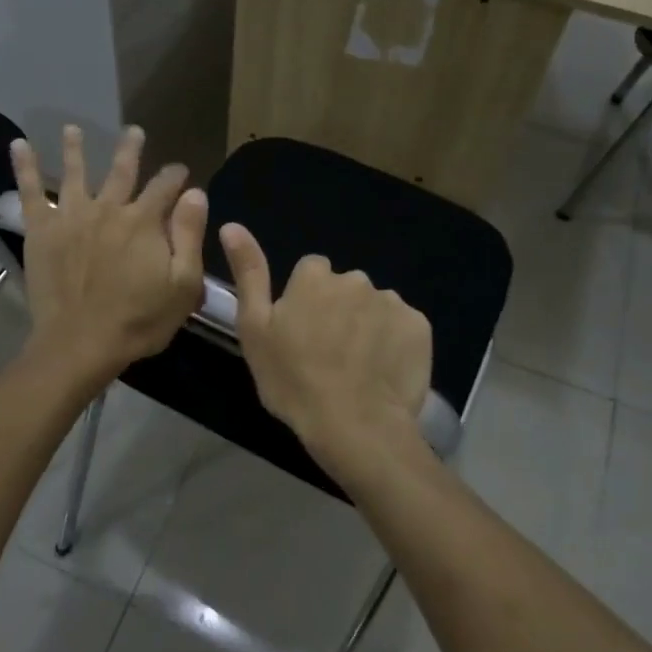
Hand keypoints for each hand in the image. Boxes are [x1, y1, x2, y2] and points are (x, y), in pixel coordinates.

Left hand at [11, 125, 207, 388]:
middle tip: (134, 131)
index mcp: (144, 221)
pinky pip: (32, 192)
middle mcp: (108, 209)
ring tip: (72, 128)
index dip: (176, 177)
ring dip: (76, 148)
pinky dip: (25, 167)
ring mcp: (72, 216)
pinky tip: (19, 145)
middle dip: (131, 149)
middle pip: (122, 171)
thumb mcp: (183, 284)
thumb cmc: (139, 320)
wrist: (81, 343)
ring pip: (76, 172)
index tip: (181, 172)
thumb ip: (189, 235)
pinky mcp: (42, 230)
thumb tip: (195, 193)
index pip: (165, 187)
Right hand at [219, 223, 433, 487]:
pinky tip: (383, 371)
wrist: (355, 426)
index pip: (310, 272)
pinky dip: (394, 342)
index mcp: (314, 277)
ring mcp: (391, 301)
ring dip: (366, 325)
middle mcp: (355, 278)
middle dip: (337, 310)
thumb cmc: (293, 380)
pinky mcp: (419, 327)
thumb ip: (248, 273)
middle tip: (327, 353)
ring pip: (373, 306)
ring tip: (357, 367)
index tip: (300, 333)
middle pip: (344, 288)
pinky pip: (402, 326)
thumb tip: (232, 225)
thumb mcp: (255, 329)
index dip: (304, 301)